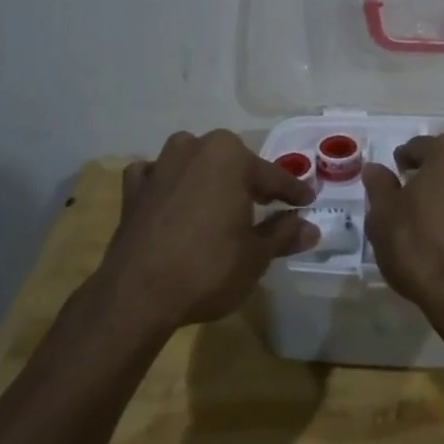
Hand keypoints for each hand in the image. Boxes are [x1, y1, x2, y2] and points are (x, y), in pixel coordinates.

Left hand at [97, 130, 318, 329]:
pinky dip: (166, 183)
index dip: (293, 192)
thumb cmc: (208, 268)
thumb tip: (310, 229)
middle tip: (266, 203)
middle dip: (249, 180)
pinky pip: (156, 176)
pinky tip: (171, 198)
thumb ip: (284, 235)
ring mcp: (160, 166)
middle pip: (232, 162)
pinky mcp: (133, 190)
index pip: (273, 175)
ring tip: (220, 199)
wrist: (137, 294)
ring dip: (207, 174)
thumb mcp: (257, 255)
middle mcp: (194, 149)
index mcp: (230, 157)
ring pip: (193, 160)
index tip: (307, 202)